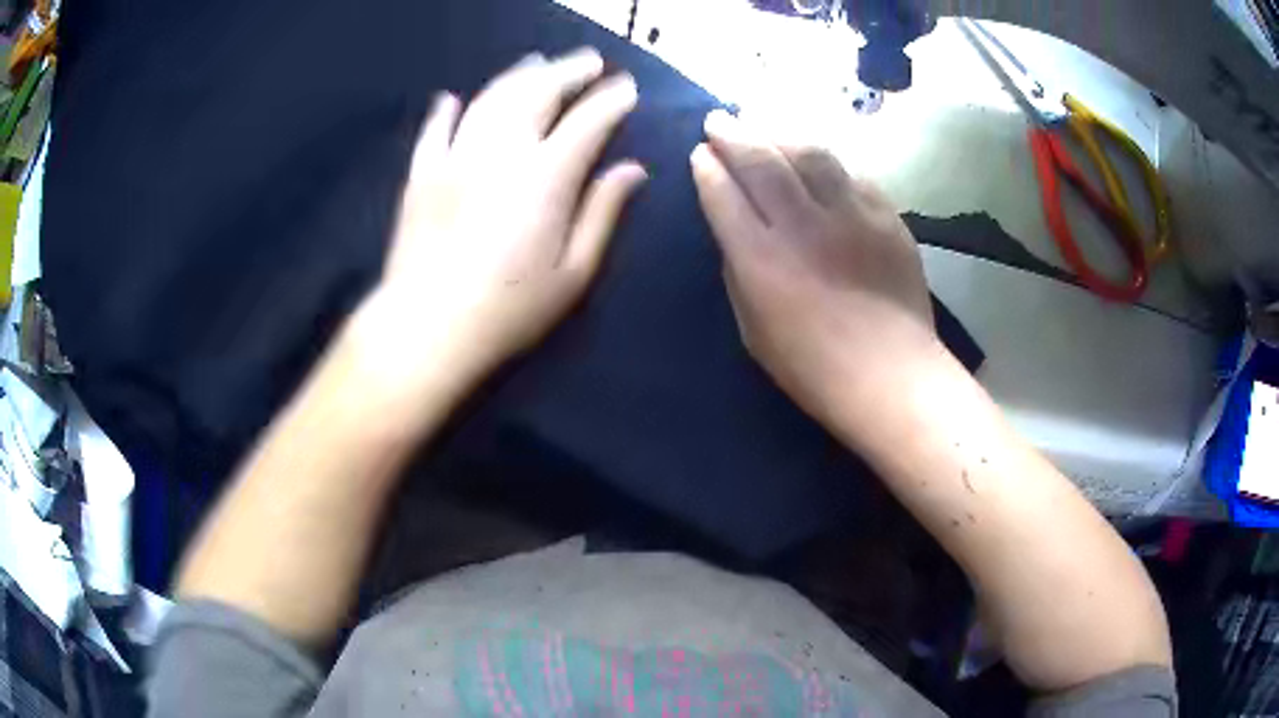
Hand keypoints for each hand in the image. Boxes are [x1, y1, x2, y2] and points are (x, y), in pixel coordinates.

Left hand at [352, 49, 645, 405]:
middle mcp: (501, 151)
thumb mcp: (573, 272)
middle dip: (569, 71)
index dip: (611, 100)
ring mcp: (455, 157)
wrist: (428, 328)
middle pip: (539, 93)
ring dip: (519, 75)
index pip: (587, 122)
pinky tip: (453, 98)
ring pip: (491, 98)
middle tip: (590, 62)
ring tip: (538, 63)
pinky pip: (434, 130)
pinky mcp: (421, 174)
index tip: (627, 87)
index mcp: (546, 177)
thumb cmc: (509, 310)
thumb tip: (632, 169)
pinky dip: (446, 110)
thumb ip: (603, 213)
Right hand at [690, 110, 940, 435]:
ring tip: (763, 123)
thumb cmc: (814, 369)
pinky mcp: (886, 217)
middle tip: (718, 119)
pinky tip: (816, 160)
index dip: (708, 168)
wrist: (892, 376)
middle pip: (762, 160)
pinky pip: (851, 174)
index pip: (724, 194)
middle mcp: (803, 225)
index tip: (700, 153)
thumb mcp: (753, 331)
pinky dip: (826, 162)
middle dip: (733, 133)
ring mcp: (851, 216)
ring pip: (809, 152)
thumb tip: (737, 231)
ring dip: (779, 132)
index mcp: (762, 260)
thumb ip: (740, 272)